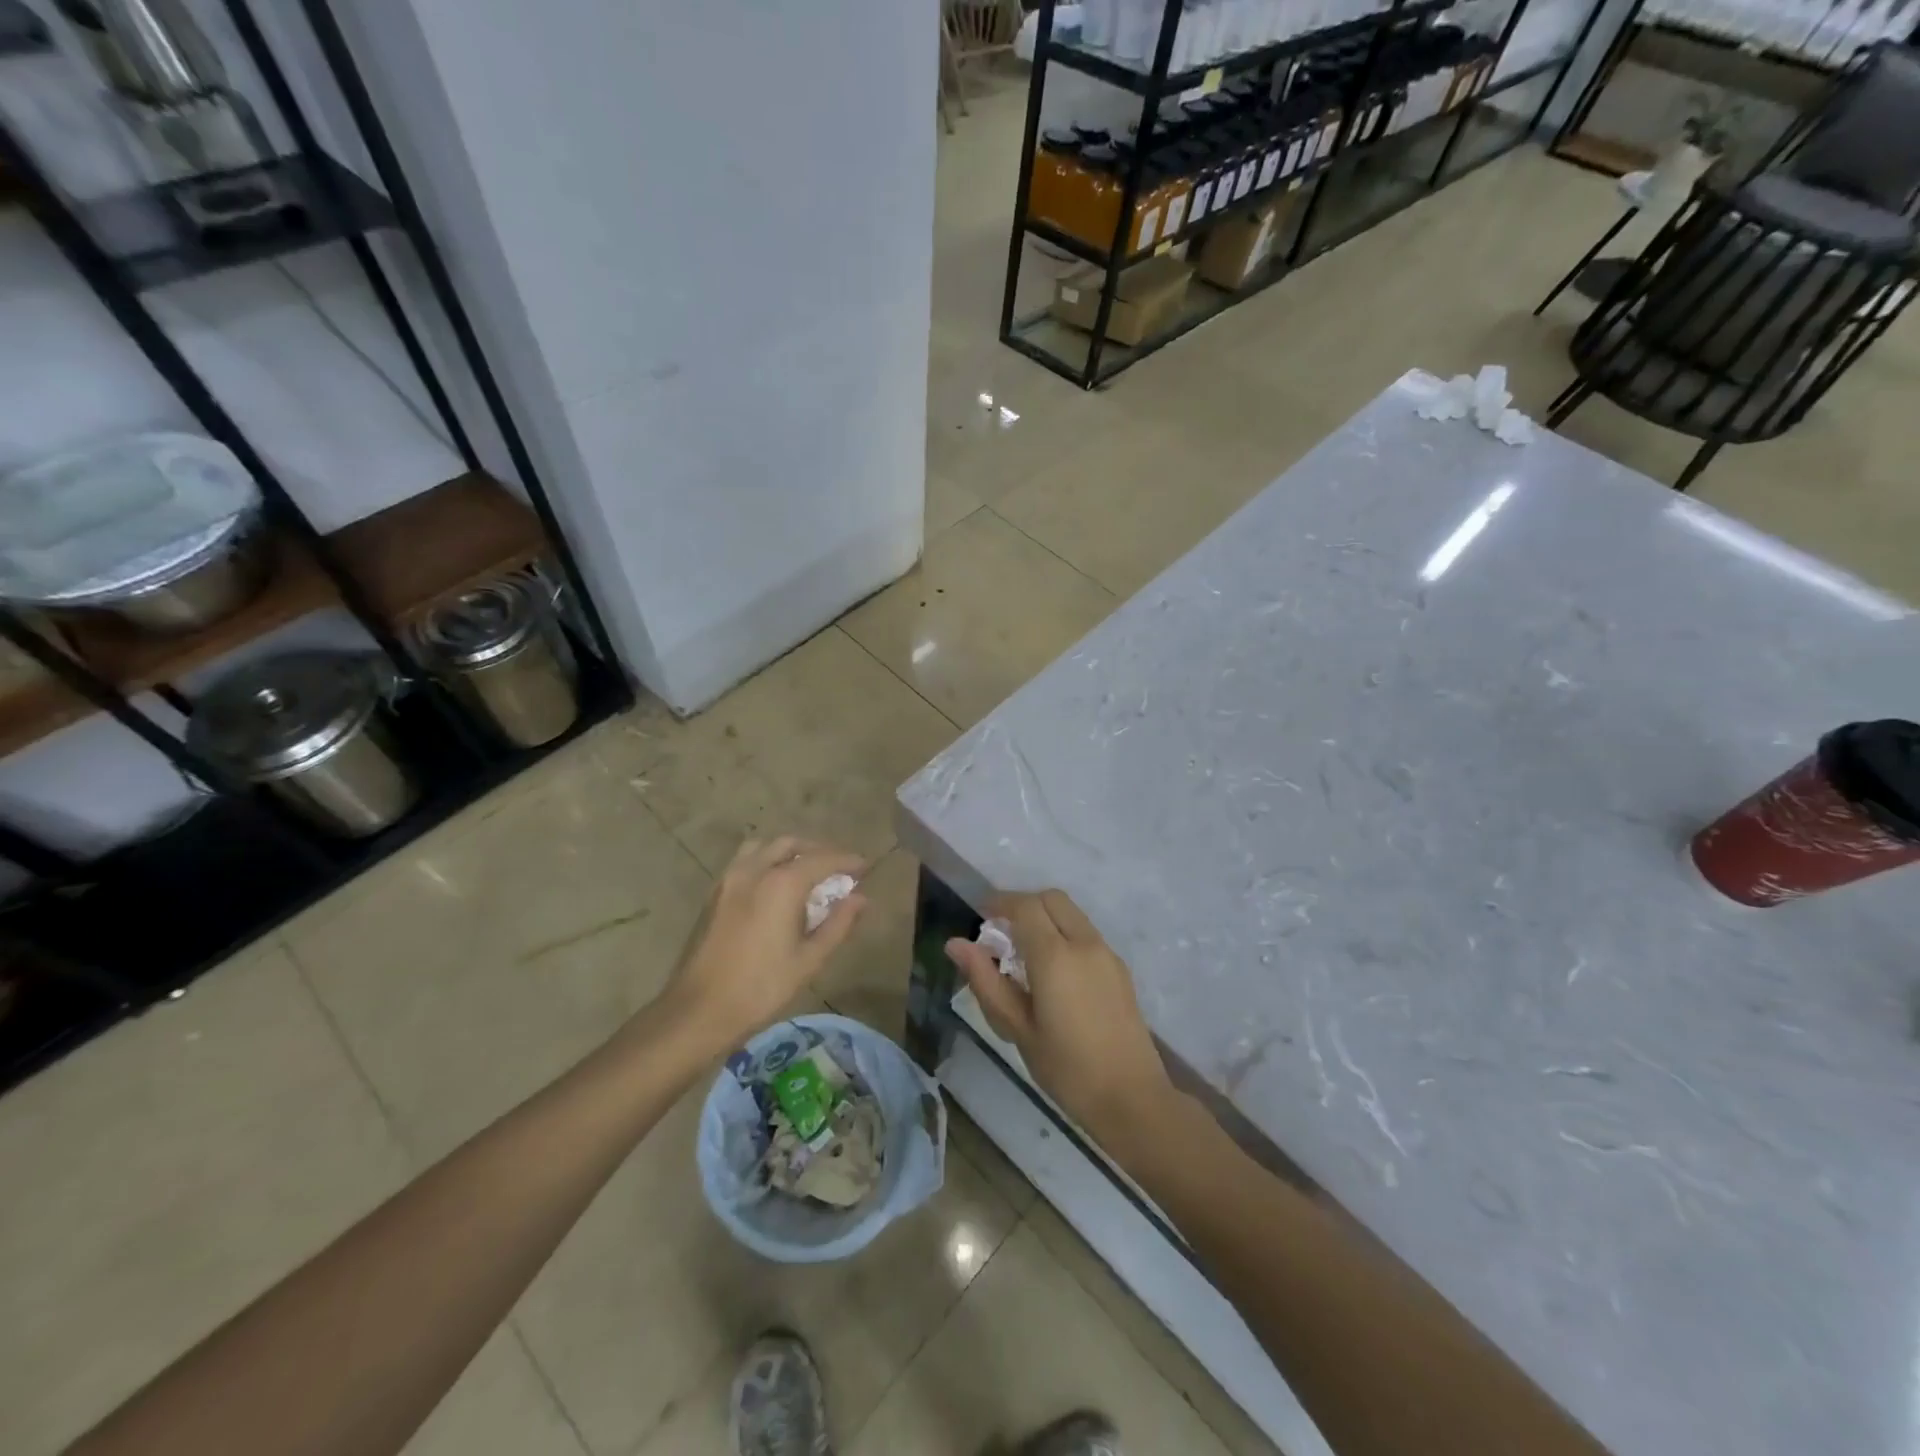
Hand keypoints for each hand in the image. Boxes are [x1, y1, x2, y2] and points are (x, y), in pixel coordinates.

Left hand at [664, 836, 865, 1048]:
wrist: (698, 1010)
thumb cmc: (761, 987)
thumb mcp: (809, 959)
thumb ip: (838, 924)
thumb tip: (861, 898)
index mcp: (781, 884)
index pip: (822, 859)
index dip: (847, 860)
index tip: (865, 866)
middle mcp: (754, 870)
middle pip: (791, 844)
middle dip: (818, 850)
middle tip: (838, 869)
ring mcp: (729, 879)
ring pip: (764, 847)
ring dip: (789, 851)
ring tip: (806, 871)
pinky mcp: (714, 893)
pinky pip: (745, 861)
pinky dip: (767, 860)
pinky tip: (775, 886)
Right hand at [946, 890, 1173, 1142]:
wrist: (1132, 1098)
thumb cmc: (1066, 1068)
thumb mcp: (1017, 1028)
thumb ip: (986, 981)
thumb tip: (956, 944)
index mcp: (1055, 956)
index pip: (1025, 906)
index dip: (1000, 903)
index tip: (981, 917)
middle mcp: (1084, 943)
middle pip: (1051, 899)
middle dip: (1023, 905)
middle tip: (1001, 933)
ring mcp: (1107, 954)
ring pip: (1071, 914)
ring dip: (1045, 918)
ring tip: (1024, 955)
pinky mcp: (1120, 969)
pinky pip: (1085, 933)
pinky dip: (1064, 934)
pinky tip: (1052, 973)